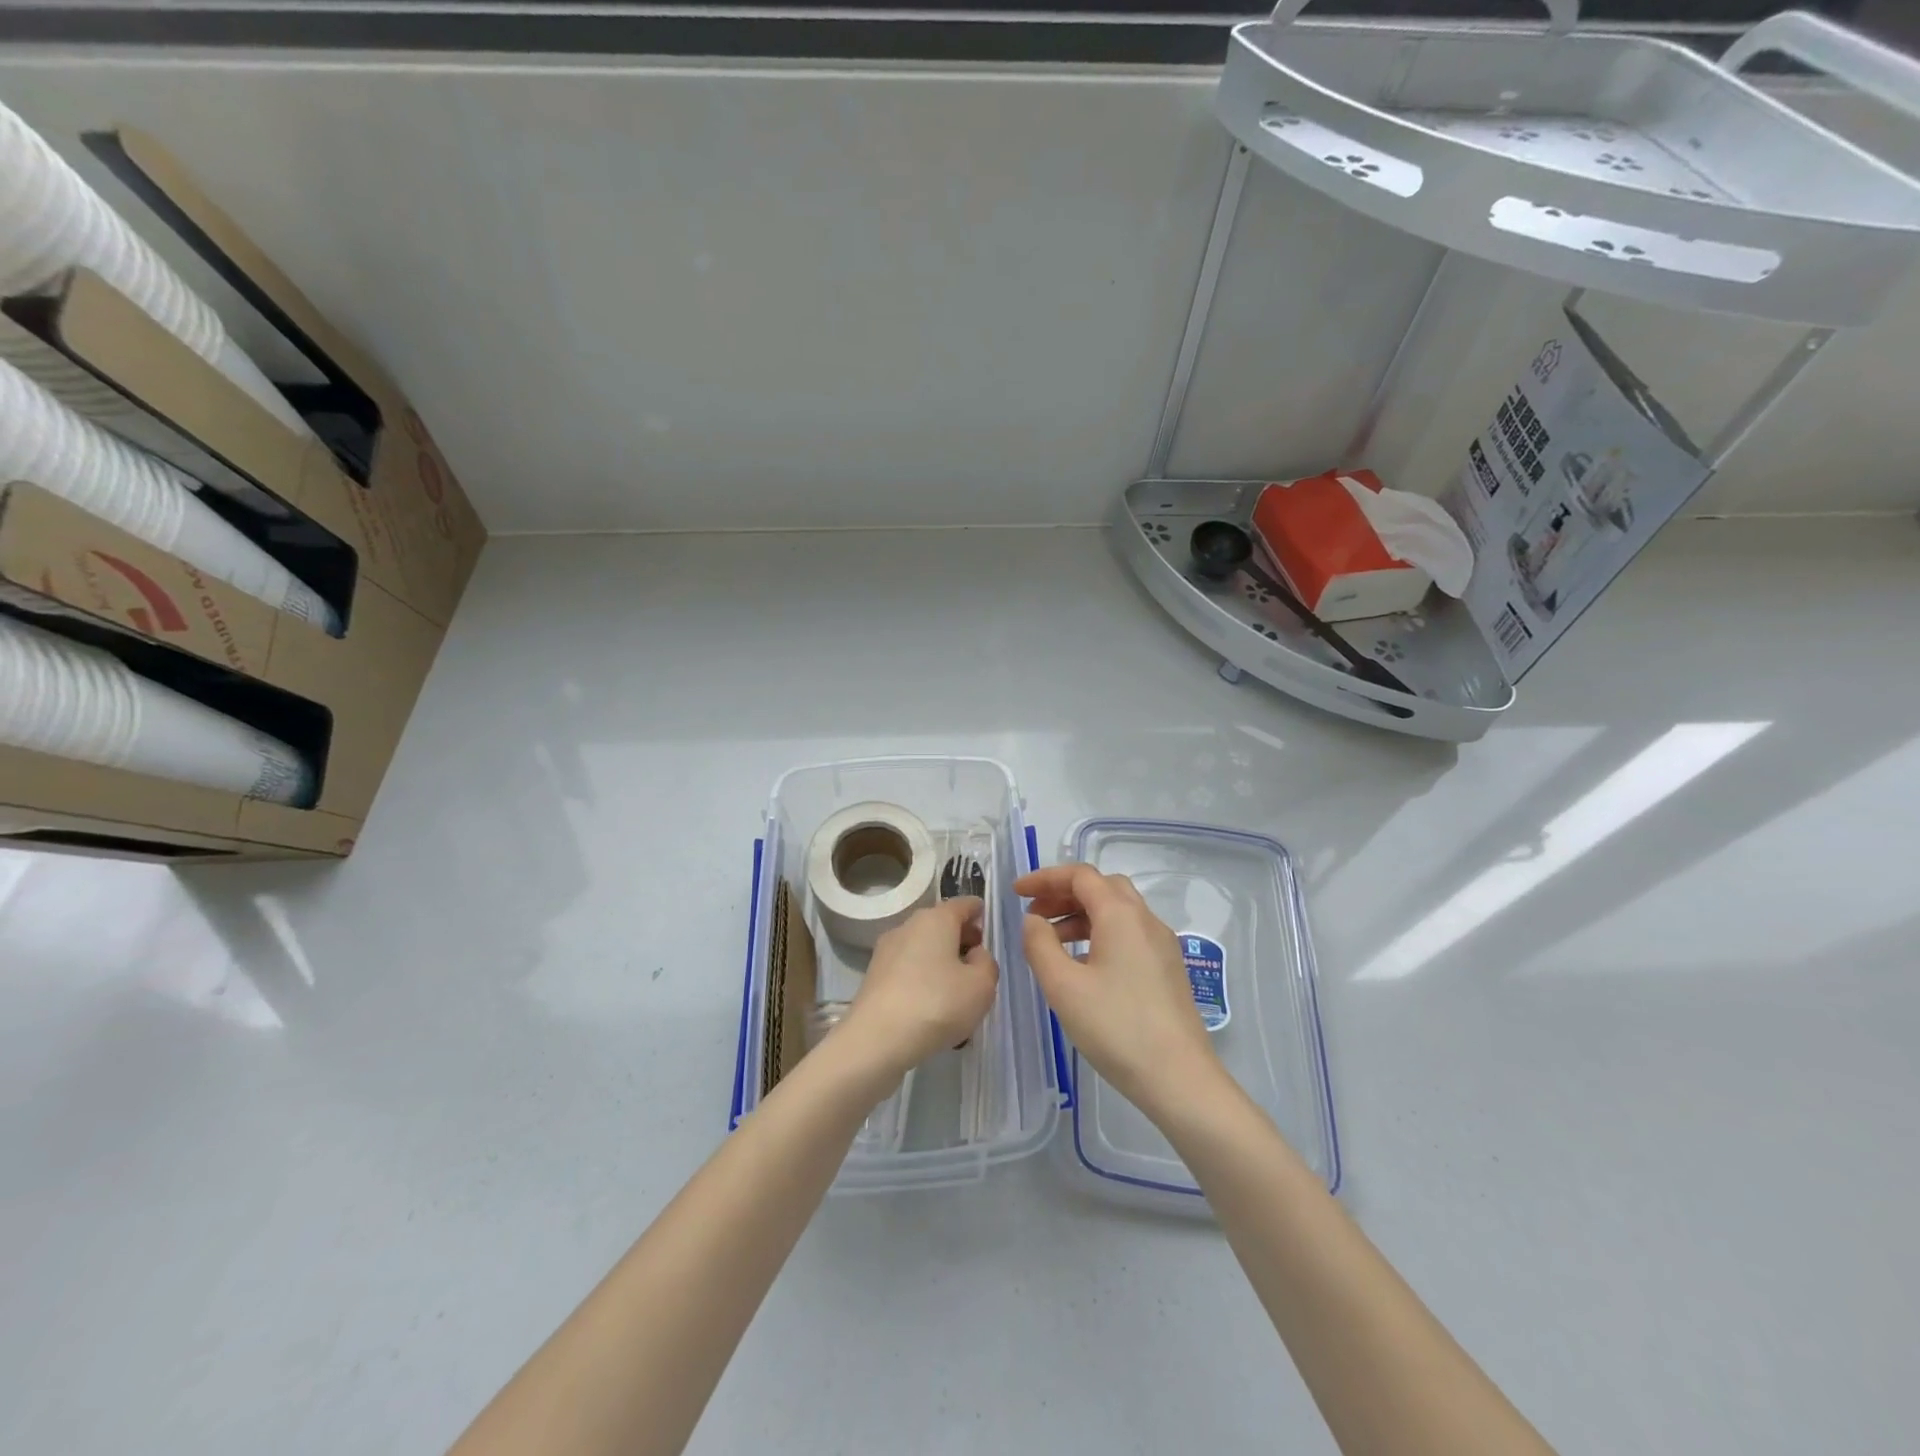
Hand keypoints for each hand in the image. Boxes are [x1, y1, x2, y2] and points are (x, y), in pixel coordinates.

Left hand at [834, 898, 998, 1082]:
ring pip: (924, 949)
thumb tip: (973, 954)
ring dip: (941, 963)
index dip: (980, 915)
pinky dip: (923, 981)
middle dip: (962, 941)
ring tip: (956, 995)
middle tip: (977, 968)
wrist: (876, 1039)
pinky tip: (931, 1009)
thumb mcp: (982, 986)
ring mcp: (887, 950)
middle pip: (942, 924)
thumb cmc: (937, 1004)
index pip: (965, 903)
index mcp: (936, 918)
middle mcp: (908, 926)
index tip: (989, 935)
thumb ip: (987, 963)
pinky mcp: (874, 976)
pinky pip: (908, 970)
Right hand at [1017, 865, 1225, 1119]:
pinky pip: (1129, 934)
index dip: (1045, 878)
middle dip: (1064, 894)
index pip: (1080, 876)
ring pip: (1117, 911)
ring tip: (1051, 943)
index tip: (1016, 894)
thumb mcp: (1063, 986)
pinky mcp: (1167, 969)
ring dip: (1081, 915)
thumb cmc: (1116, 1027)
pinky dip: (1099, 934)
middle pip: (1102, 887)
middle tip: (1034, 915)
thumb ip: (1039, 944)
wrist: (1179, 1078)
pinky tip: (1083, 966)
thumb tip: (1034, 920)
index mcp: (1121, 915)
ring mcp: (1161, 945)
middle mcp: (1145, 920)